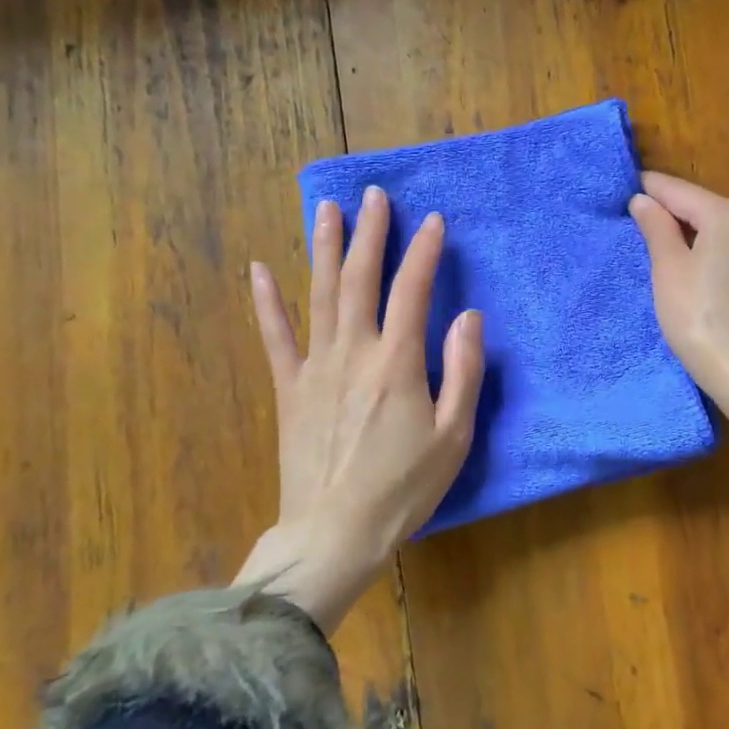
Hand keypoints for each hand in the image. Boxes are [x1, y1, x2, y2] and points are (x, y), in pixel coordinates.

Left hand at [234, 186, 484, 630]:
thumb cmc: (404, 488)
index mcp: (397, 364)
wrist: (334, 533)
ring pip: (319, 295)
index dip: (424, 252)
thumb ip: (464, 372)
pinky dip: (266, 302)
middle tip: (374, 195)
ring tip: (326, 208)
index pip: (412, 291)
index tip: (434, 220)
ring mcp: (314, 368)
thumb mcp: (454, 436)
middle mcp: (353, 353)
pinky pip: (275, 337)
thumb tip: (468, 317)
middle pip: (359, 279)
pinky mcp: (289, 389)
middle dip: (369, 233)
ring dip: (323, 248)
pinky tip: (259, 270)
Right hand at [631, 172, 728, 493]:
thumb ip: (657, 228)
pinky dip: (716, 259)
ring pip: (724, 235)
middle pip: (706, 210)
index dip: (651, 189)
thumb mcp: (669, 270)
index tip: (626, 188)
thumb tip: (645, 200)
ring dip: (696, 237)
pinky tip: (701, 278)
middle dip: (674, 214)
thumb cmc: (701, 319)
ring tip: (666, 252)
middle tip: (639, 223)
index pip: (681, 191)